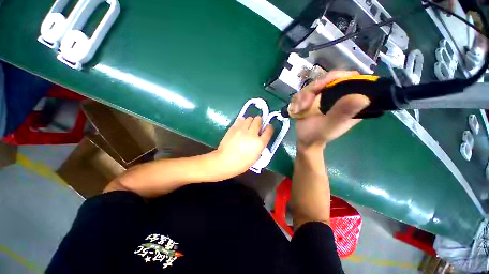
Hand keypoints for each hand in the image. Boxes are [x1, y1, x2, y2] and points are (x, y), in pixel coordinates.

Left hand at [215, 116, 272, 175]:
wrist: (225, 161)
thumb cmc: (241, 163)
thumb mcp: (256, 157)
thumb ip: (259, 145)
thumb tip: (260, 138)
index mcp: (259, 143)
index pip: (269, 130)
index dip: (269, 127)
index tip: (268, 127)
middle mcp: (252, 134)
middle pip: (259, 120)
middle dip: (259, 121)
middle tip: (257, 124)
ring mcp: (242, 130)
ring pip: (249, 118)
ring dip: (251, 121)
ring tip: (248, 125)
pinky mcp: (233, 128)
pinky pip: (240, 120)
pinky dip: (242, 121)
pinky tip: (241, 126)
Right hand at [289, 71, 369, 148]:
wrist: (305, 140)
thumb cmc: (318, 135)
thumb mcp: (330, 125)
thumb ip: (342, 112)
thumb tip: (363, 97)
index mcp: (349, 101)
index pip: (348, 79)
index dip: (335, 77)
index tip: (321, 86)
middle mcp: (337, 95)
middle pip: (326, 79)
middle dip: (312, 90)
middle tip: (305, 104)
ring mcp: (323, 96)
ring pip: (312, 85)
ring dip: (302, 97)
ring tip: (299, 110)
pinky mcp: (312, 99)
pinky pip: (303, 92)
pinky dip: (297, 100)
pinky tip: (296, 110)